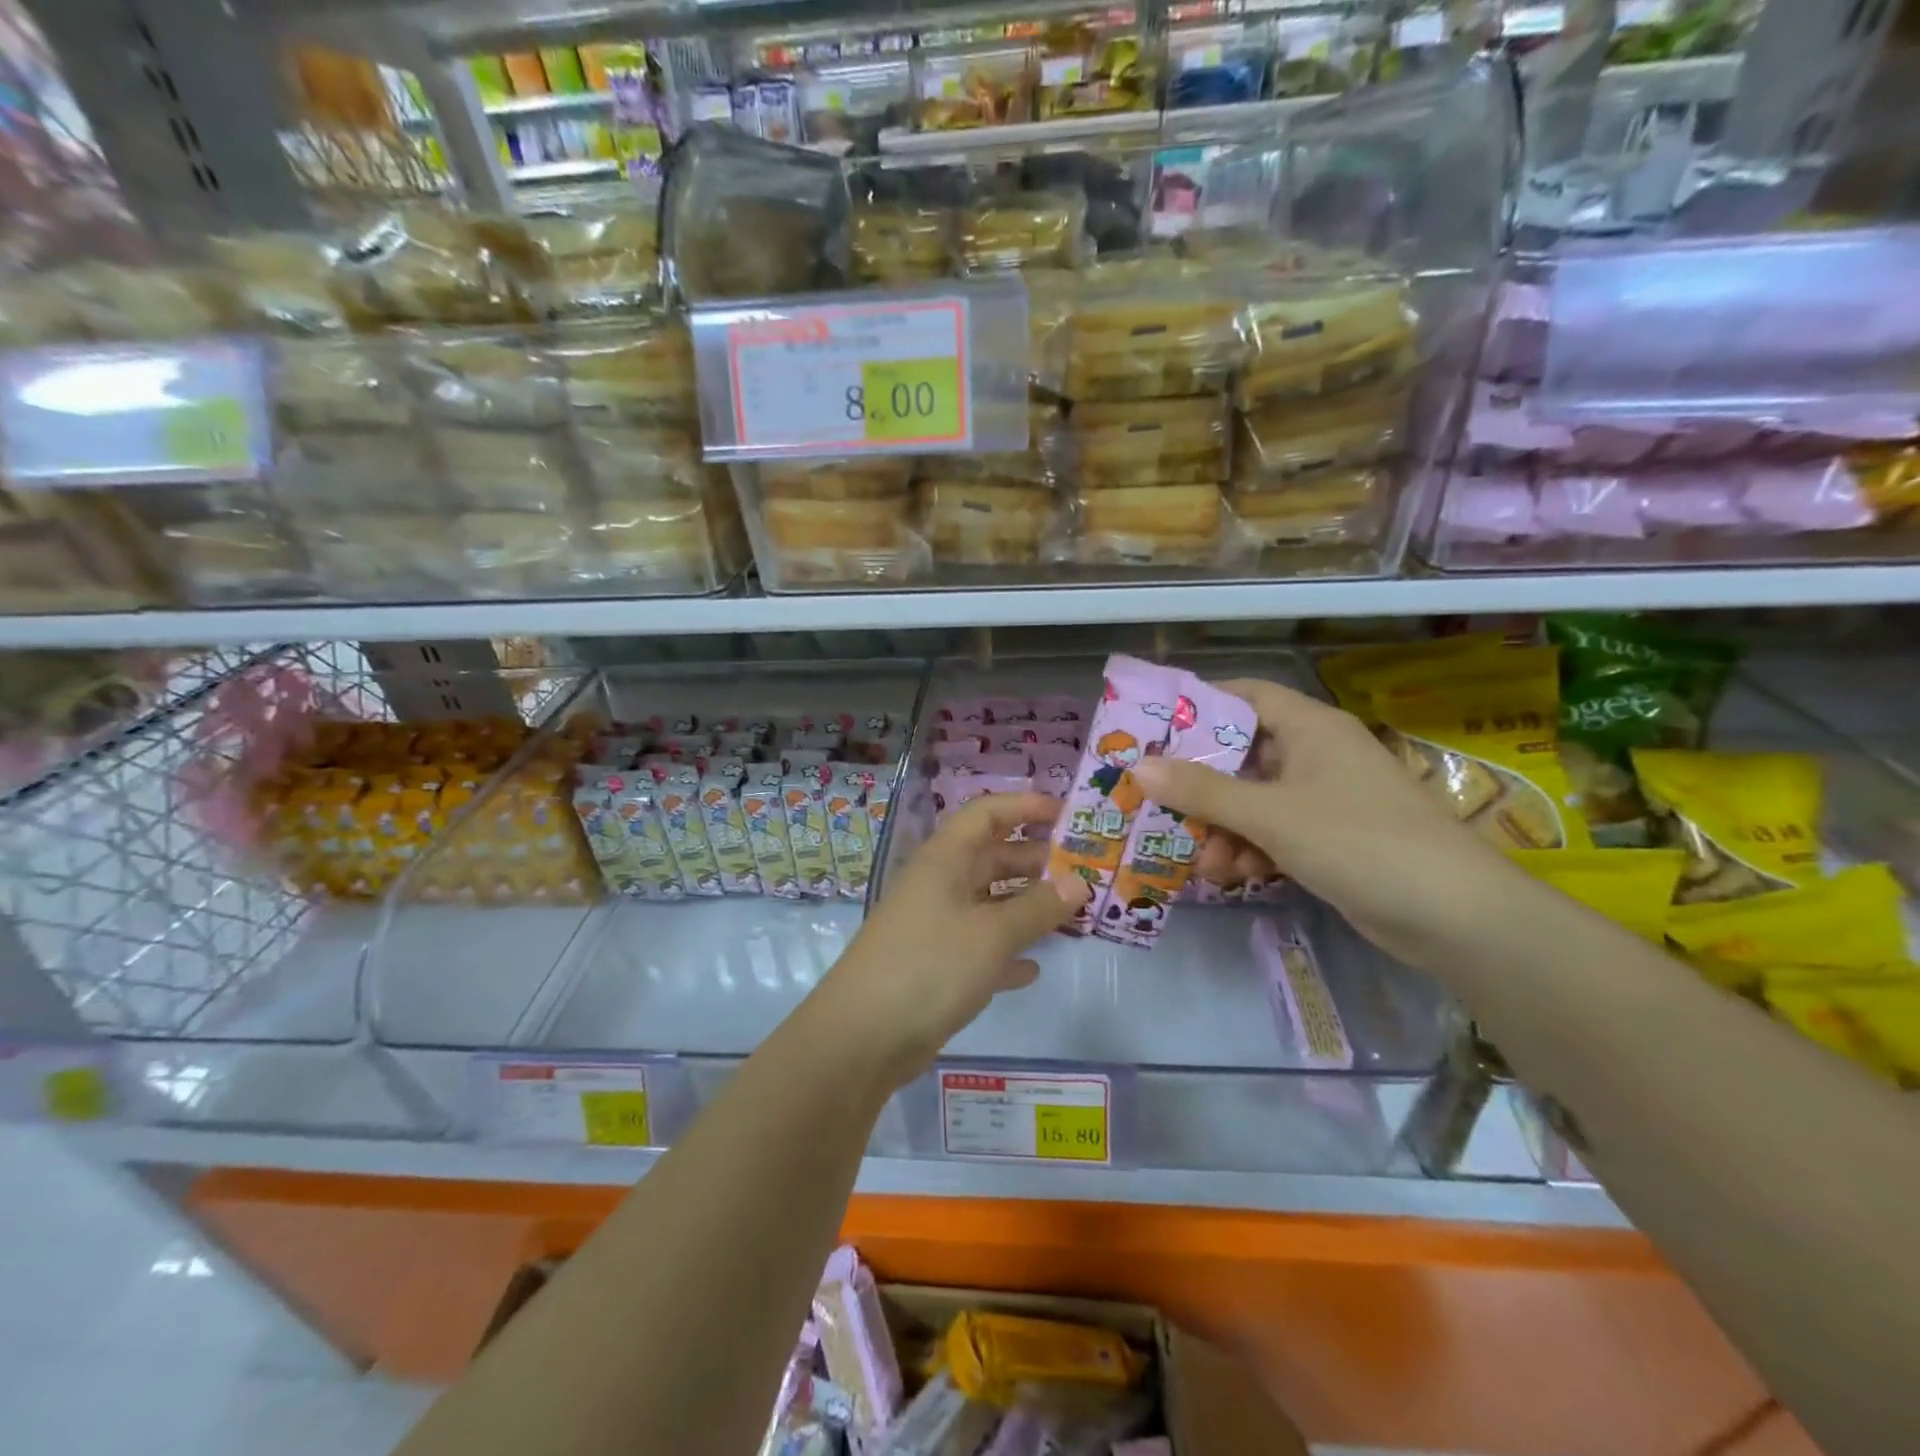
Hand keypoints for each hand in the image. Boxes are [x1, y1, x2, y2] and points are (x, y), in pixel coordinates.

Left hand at [814, 793, 1090, 1086]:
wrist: (862, 1036)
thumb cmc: (930, 966)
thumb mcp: (991, 934)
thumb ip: (1038, 907)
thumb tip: (1078, 883)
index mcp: (945, 859)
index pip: (986, 813)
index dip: (1025, 806)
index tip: (1067, 814)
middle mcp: (938, 884)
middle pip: (991, 857)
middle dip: (1034, 860)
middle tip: (1083, 871)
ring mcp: (934, 925)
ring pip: (987, 903)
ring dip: (1025, 906)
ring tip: (1071, 913)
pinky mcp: (934, 966)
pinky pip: (979, 947)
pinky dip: (1006, 952)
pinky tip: (1034, 968)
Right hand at [1128, 677, 1522, 970]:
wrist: (1454, 916)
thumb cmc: (1358, 841)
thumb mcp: (1270, 814)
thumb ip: (1202, 791)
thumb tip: (1138, 767)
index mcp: (1311, 727)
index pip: (1246, 696)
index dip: (1200, 705)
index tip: (1154, 726)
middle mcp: (1317, 754)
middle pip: (1243, 754)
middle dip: (1202, 783)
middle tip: (1157, 800)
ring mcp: (1326, 799)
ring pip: (1255, 799)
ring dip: (1223, 826)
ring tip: (1200, 859)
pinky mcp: (1331, 839)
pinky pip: (1275, 832)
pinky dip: (1251, 848)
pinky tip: (1232, 875)